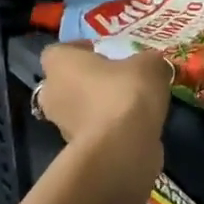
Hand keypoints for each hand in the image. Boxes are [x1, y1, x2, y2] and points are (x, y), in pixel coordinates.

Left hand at [36, 43, 170, 175]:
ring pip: (79, 109)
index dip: (79, 50)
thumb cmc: (125, 93)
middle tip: (117, 78)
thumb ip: (147, 62)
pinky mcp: (78, 153)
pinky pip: (94, 132)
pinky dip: (109, 129)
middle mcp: (52, 95)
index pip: (58, 51)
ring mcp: (62, 127)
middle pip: (66, 82)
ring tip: (132, 104)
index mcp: (60, 65)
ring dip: (99, 107)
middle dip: (88, 81)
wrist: (122, 150)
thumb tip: (150, 66)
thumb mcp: (149, 64)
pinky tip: (134, 127)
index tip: (103, 52)